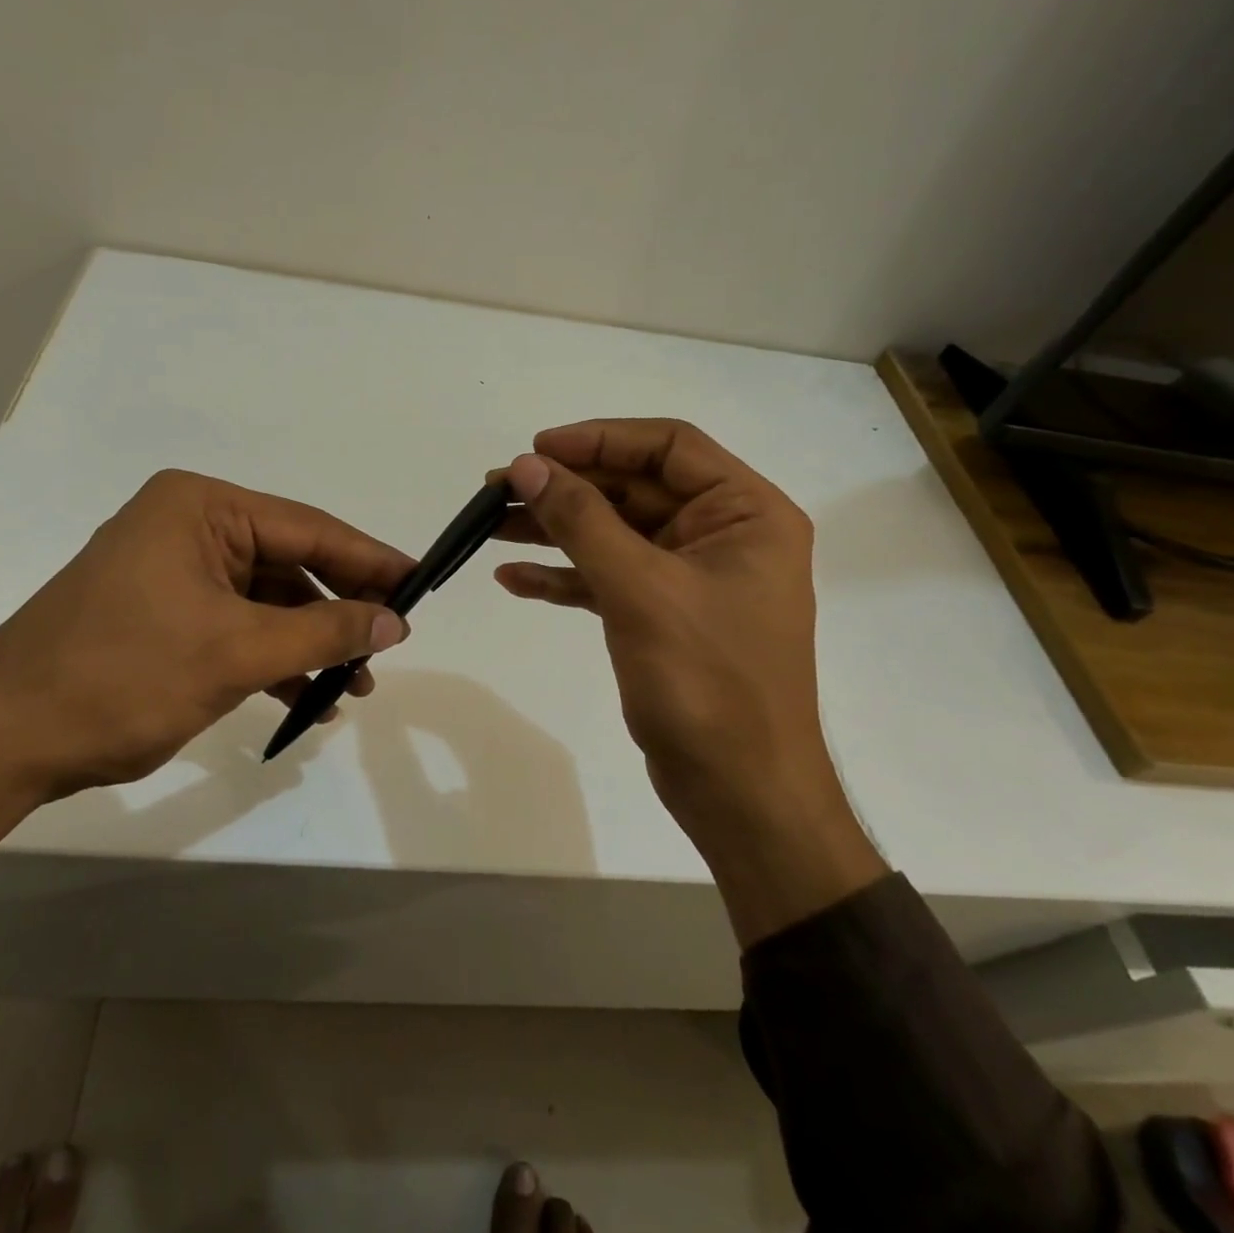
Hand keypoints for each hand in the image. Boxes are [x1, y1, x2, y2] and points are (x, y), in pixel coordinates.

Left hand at [0, 470, 414, 868]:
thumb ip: (324, 630)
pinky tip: (305, 699)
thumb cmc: (123, 677)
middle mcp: (189, 526)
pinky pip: (237, 625)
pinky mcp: (164, 612)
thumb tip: (395, 622)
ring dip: (309, 642)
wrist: (2, 741)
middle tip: (389, 645)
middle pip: (290, 563)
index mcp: (201, 508)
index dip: (369, 560)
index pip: (308, 529)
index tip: (420, 584)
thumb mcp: (236, 652)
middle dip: (339, 611)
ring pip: (267, 601)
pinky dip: (272, 658)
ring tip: (353, 686)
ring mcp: (174, 570)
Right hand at [495, 419, 884, 944]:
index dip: (600, 440)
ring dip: (554, 529)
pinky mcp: (662, 616)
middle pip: (633, 489)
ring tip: (488, 526)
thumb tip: (526, 466)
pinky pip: (607, 579)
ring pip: (614, 534)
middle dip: (565, 488)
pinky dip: (564, 577)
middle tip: (496, 488)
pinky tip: (512, 580)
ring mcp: (690, 578)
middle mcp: (722, 535)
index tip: (536, 449)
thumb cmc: (707, 682)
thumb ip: (582, 521)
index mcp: (745, 513)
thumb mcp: (640, 590)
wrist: (740, 792)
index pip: (669, 446)